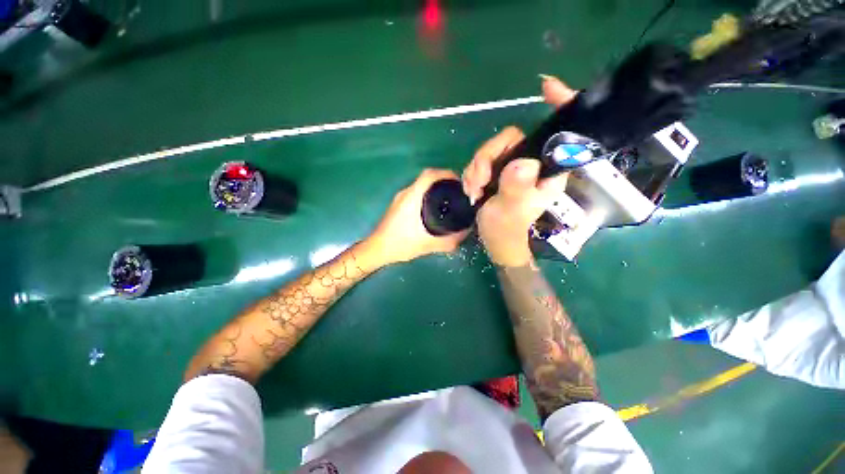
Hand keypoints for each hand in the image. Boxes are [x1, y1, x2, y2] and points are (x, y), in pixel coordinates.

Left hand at [364, 169, 469, 266]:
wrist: (378, 249)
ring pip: (421, 186)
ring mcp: (400, 198)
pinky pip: (416, 193)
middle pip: (427, 178)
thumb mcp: (429, 244)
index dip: (446, 173)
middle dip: (443, 181)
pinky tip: (433, 209)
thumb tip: (466, 232)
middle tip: (457, 192)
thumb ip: (450, 240)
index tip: (459, 181)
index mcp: (412, 197)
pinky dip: (427, 195)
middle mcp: (406, 193)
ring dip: (434, 188)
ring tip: (448, 199)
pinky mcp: (397, 204)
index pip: (430, 175)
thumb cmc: (401, 244)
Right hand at [462, 75, 575, 266]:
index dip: (558, 107)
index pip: (559, 133)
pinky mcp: (498, 171)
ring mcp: (513, 166)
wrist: (495, 240)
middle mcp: (532, 163)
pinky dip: (473, 173)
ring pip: (492, 149)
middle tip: (478, 180)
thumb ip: (516, 188)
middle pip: (509, 139)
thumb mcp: (510, 211)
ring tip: (474, 189)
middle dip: (487, 157)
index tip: (546, 87)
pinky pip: (482, 160)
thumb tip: (520, 163)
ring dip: (476, 168)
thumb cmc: (507, 230)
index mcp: (546, 170)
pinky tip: (472, 189)